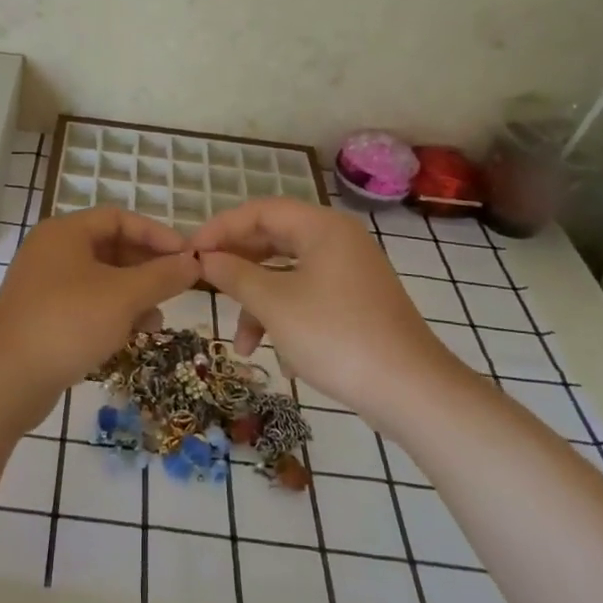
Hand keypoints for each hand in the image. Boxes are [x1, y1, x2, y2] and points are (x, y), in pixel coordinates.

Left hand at [0, 207, 200, 419]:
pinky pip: (86, 304)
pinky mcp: (42, 316)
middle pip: (109, 247)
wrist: (6, 380)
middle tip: (178, 286)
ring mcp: (43, 285)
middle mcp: (51, 251)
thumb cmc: (68, 323)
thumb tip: (193, 262)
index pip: (119, 218)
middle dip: (147, 267)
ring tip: (158, 318)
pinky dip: (112, 313)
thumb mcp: (123, 296)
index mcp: (65, 232)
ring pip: (100, 279)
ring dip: (133, 294)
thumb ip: (162, 276)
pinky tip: (132, 335)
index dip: (156, 233)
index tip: (187, 256)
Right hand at [190, 198, 461, 425]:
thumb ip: (234, 275)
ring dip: (260, 303)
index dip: (220, 228)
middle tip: (205, 287)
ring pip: (288, 273)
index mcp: (321, 226)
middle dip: (238, 268)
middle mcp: (337, 239)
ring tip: (243, 345)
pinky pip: (309, 295)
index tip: (190, 253)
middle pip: (273, 240)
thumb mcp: (274, 304)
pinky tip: (283, 358)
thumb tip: (203, 259)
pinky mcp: (357, 302)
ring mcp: (350, 271)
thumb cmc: (336, 336)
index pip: (259, 211)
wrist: (412, 391)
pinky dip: (287, 317)